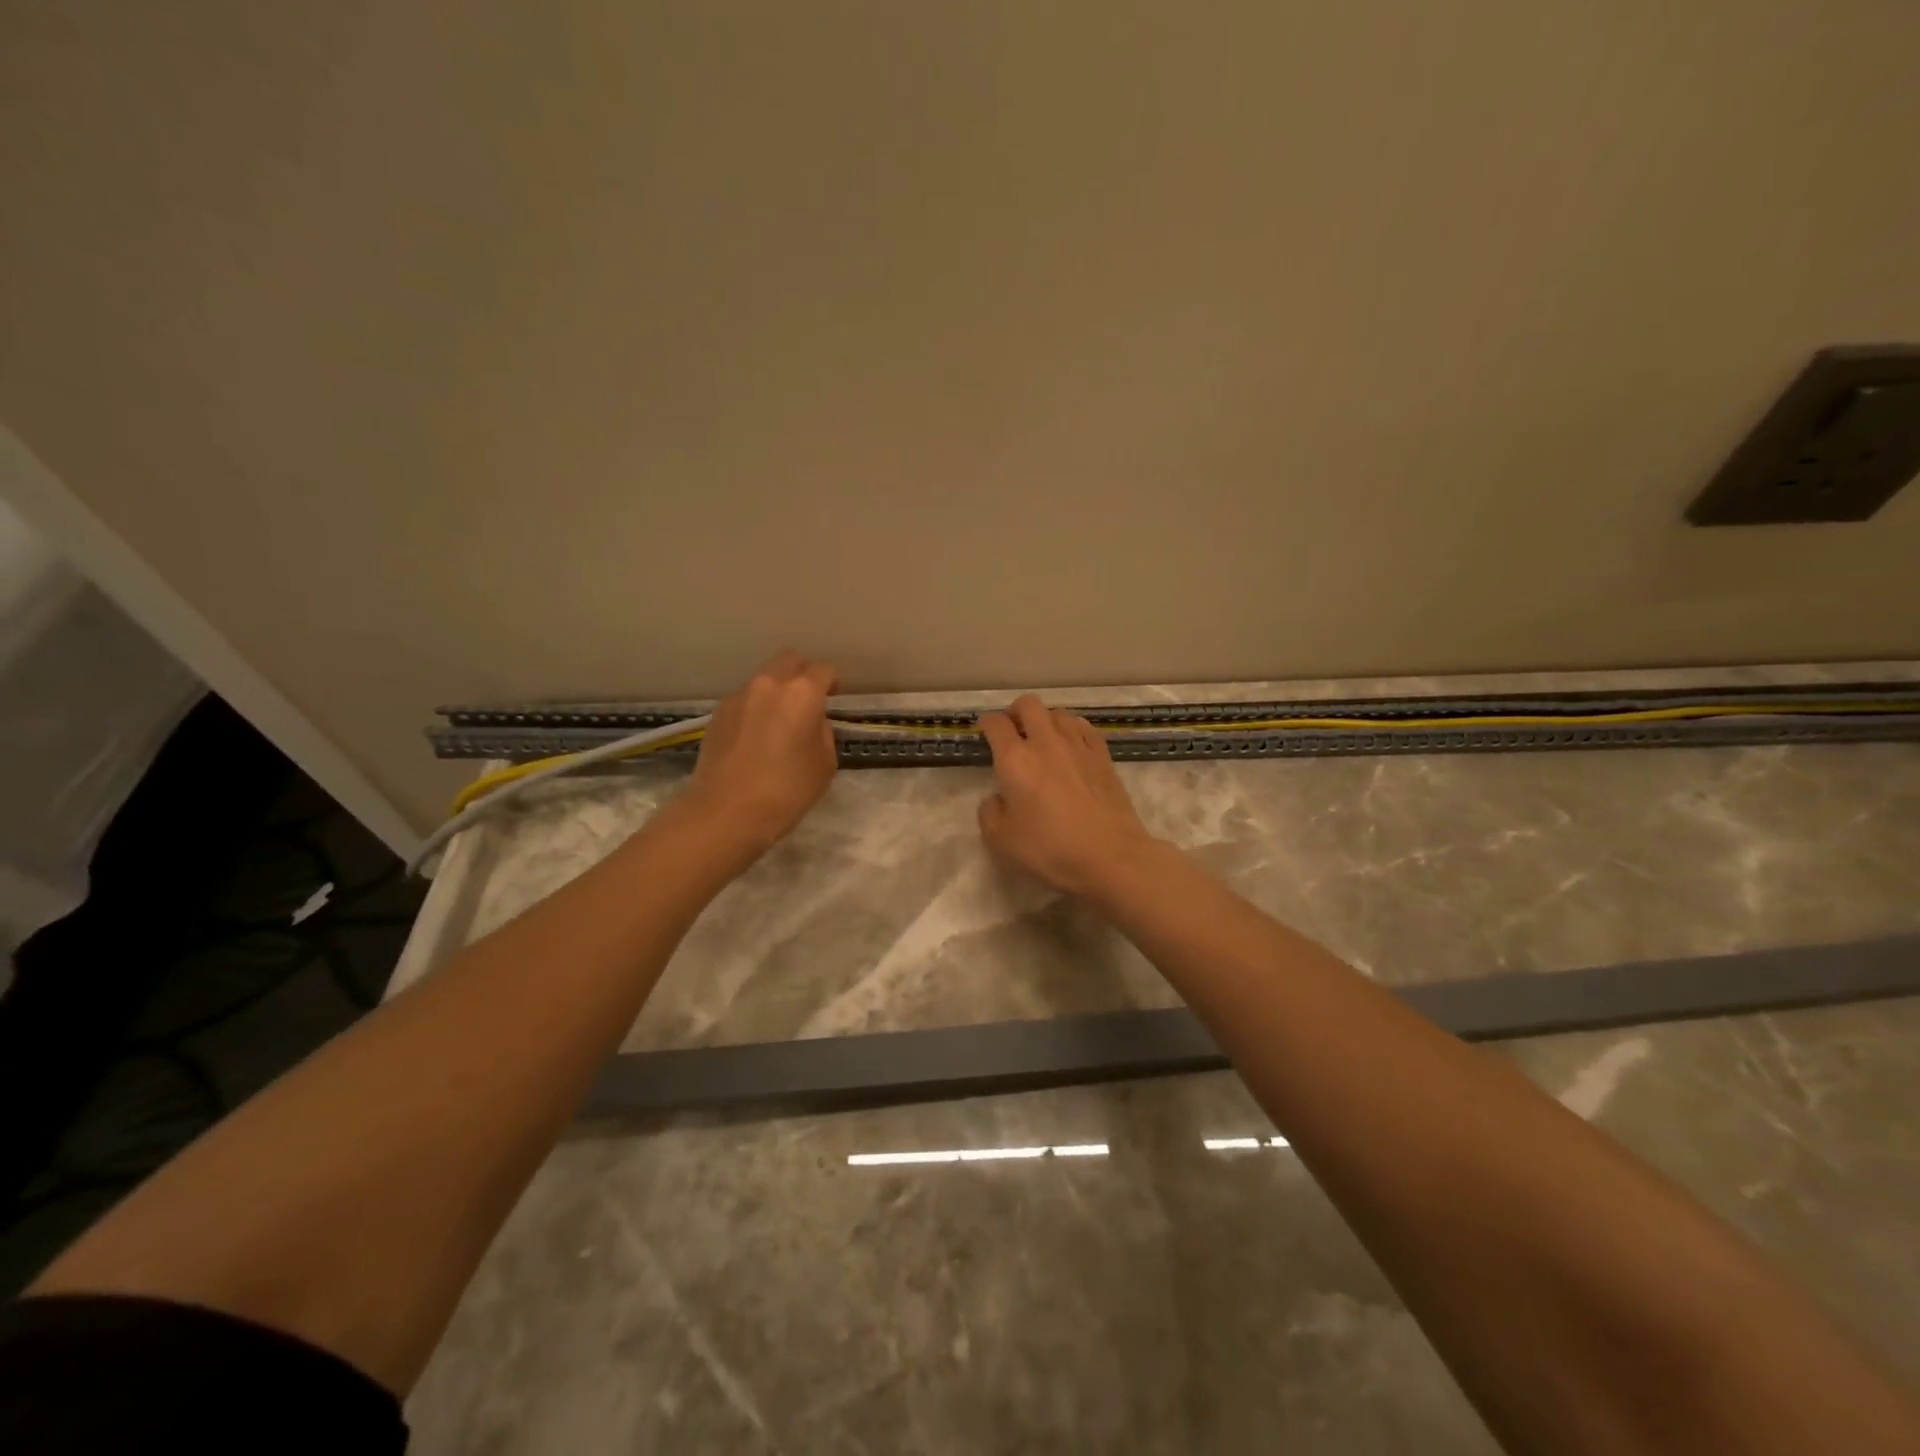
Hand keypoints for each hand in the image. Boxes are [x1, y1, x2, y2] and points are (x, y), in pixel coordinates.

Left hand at [681, 650, 838, 856]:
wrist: (726, 812)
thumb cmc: (786, 790)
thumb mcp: (825, 764)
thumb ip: (823, 732)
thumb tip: (812, 722)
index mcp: (802, 692)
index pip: (823, 670)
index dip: (832, 684)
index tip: (833, 701)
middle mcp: (769, 684)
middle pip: (789, 661)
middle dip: (802, 674)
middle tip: (807, 703)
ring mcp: (739, 696)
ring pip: (764, 679)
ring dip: (776, 692)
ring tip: (779, 723)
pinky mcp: (717, 713)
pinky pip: (745, 699)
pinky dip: (755, 708)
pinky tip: (756, 737)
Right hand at [977, 695, 1160, 896]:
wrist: (1110, 856)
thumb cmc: (1049, 849)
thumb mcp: (1000, 840)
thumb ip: (990, 812)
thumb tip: (998, 798)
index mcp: (1015, 759)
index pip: (996, 723)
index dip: (986, 723)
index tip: (984, 731)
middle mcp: (1046, 742)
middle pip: (1029, 705)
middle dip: (1015, 712)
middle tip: (1012, 731)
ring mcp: (1078, 746)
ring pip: (1059, 713)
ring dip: (1045, 720)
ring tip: (1043, 739)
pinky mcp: (1103, 756)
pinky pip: (1084, 728)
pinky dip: (1073, 730)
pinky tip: (1072, 746)